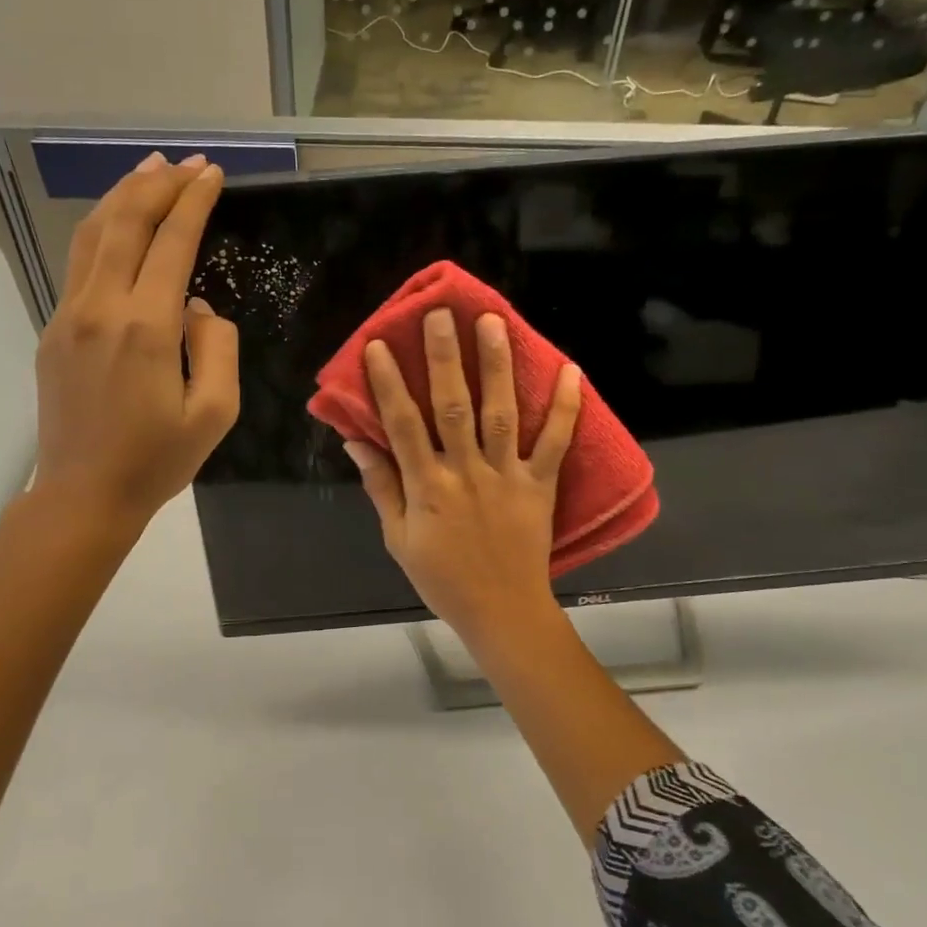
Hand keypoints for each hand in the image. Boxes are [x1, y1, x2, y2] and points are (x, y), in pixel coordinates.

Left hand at [31, 152, 239, 527]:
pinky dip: (102, 229)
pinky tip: (117, 223)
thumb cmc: (156, 461)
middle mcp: (100, 308)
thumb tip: (194, 307)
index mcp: (144, 328)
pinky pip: (78, 264)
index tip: (212, 174)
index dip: (193, 201)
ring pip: (92, 234)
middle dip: (158, 184)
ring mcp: (68, 316)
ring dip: (122, 195)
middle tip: (186, 163)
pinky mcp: (52, 331)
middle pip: (124, 222)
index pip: (171, 242)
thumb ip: (217, 347)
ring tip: (148, 169)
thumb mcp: (216, 413)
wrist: (82, 496)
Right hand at [344, 309, 580, 649]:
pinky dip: (565, 407)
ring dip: (497, 365)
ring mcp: (508, 476)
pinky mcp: (541, 485)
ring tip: (494, 322)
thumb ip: (380, 487)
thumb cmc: (443, 578)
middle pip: (453, 406)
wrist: (503, 612)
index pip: (403, 425)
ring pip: (501, 413)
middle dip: (446, 357)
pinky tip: (570, 370)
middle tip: (442, 314)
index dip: (389, 384)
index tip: (379, 345)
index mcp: (427, 486)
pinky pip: (556, 442)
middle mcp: (467, 472)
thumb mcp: (398, 539)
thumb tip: (355, 441)